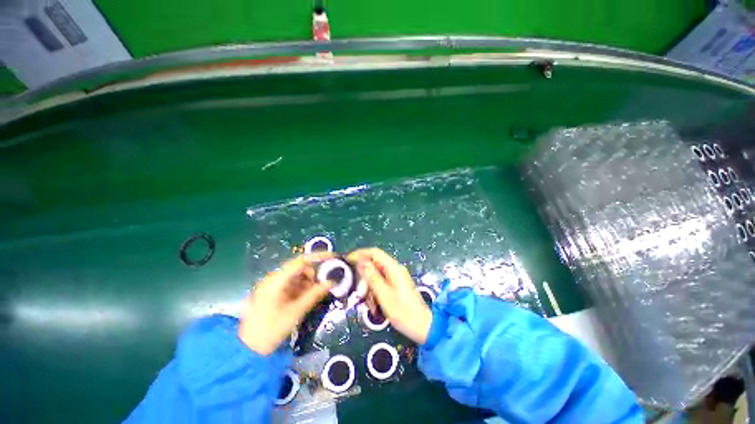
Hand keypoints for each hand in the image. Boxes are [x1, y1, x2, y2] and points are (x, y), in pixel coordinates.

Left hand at [239, 252, 333, 354]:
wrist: (249, 349)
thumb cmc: (271, 330)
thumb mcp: (296, 312)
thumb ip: (315, 294)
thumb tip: (332, 282)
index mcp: (276, 281)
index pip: (300, 261)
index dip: (318, 257)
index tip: (333, 257)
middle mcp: (273, 278)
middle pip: (299, 267)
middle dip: (314, 273)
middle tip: (325, 283)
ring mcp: (272, 285)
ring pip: (297, 276)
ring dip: (309, 281)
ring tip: (317, 292)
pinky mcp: (273, 292)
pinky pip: (292, 284)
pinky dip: (302, 287)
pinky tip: (307, 296)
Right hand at [348, 248, 431, 343]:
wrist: (423, 327)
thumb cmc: (403, 312)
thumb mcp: (383, 294)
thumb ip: (371, 276)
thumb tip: (360, 261)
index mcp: (393, 268)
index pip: (374, 252)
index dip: (360, 254)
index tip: (347, 261)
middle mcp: (395, 269)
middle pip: (374, 265)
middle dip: (364, 278)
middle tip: (359, 293)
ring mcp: (396, 277)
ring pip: (376, 276)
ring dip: (369, 288)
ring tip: (369, 304)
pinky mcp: (396, 286)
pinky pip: (381, 283)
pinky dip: (375, 292)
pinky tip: (374, 305)